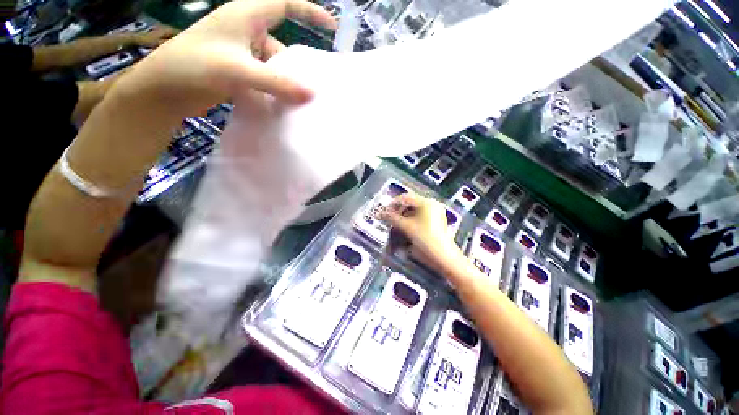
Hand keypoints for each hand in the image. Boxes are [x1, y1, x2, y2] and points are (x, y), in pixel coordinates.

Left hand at [112, 0, 336, 119]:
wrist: (163, 90)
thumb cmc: (195, 66)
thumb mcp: (238, 70)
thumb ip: (277, 82)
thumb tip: (312, 93)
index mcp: (247, 16)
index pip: (285, 4)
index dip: (310, 11)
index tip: (331, 27)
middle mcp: (247, 32)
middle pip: (283, 45)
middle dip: (300, 65)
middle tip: (318, 86)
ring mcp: (242, 53)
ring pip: (275, 67)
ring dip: (287, 84)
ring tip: (302, 103)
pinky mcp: (238, 71)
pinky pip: (266, 79)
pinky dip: (275, 91)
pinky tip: (283, 105)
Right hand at [379, 193, 463, 272]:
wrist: (443, 257)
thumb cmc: (425, 239)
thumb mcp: (406, 227)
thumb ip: (392, 218)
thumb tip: (379, 213)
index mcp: (426, 202)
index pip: (405, 197)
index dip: (392, 204)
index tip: (383, 211)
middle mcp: (432, 204)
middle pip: (410, 203)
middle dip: (398, 210)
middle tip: (389, 218)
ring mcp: (435, 212)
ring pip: (414, 209)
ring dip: (403, 215)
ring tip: (396, 224)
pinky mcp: (436, 220)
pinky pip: (420, 215)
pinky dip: (411, 219)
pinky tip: (406, 227)